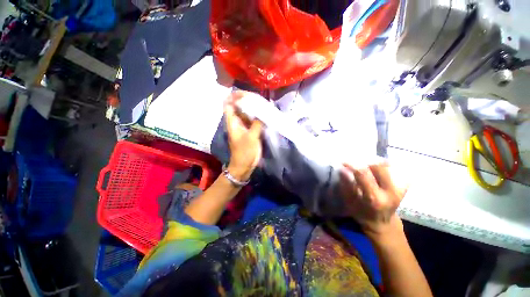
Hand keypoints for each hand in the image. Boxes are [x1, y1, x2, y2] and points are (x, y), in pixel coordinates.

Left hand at [224, 91, 262, 181]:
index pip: (228, 105)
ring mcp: (245, 127)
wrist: (244, 165)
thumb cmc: (244, 152)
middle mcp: (237, 122)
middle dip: (247, 101)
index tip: (244, 92)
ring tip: (263, 103)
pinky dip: (258, 117)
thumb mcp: (251, 137)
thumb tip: (263, 113)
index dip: (233, 97)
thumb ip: (257, 124)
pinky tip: (266, 113)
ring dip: (254, 108)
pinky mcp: (251, 132)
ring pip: (247, 114)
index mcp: (233, 122)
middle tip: (258, 97)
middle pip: (239, 107)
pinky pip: (254, 121)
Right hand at [339, 162, 407, 238]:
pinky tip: (375, 171)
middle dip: (365, 162)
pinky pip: (393, 169)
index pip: (363, 173)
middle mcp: (390, 191)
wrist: (383, 223)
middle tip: (356, 164)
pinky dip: (382, 167)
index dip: (352, 164)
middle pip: (379, 166)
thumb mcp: (350, 202)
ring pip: (387, 166)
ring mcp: (400, 188)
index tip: (343, 162)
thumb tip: (342, 170)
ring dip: (373, 163)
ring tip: (365, 167)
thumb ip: (346, 186)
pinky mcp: (404, 186)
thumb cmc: (362, 214)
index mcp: (374, 197)